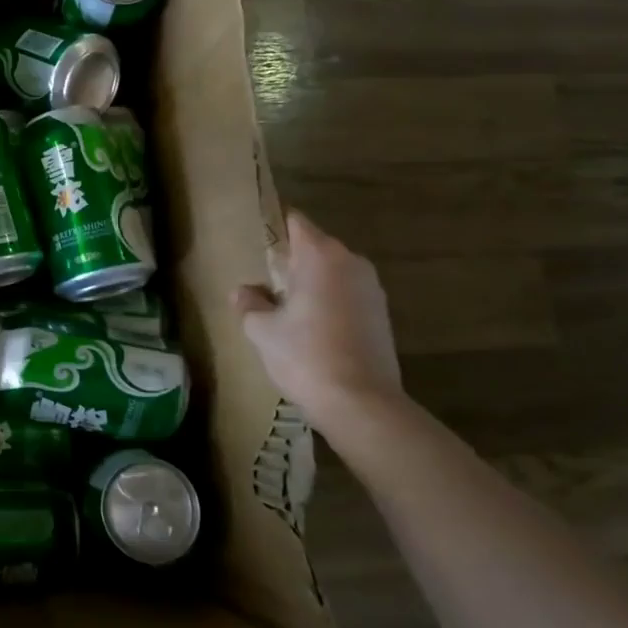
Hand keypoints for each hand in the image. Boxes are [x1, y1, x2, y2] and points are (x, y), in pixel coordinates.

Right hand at [232, 210, 404, 419]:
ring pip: (332, 273)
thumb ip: (249, 303)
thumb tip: (244, 291)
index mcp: (320, 256)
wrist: (362, 404)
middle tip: (265, 284)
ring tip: (287, 310)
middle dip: (291, 261)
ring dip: (311, 284)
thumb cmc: (305, 356)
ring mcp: (372, 289)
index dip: (274, 228)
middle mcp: (351, 263)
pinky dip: (329, 303)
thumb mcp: (261, 330)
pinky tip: (313, 330)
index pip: (295, 223)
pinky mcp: (383, 315)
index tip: (256, 242)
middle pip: (315, 248)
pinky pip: (347, 295)